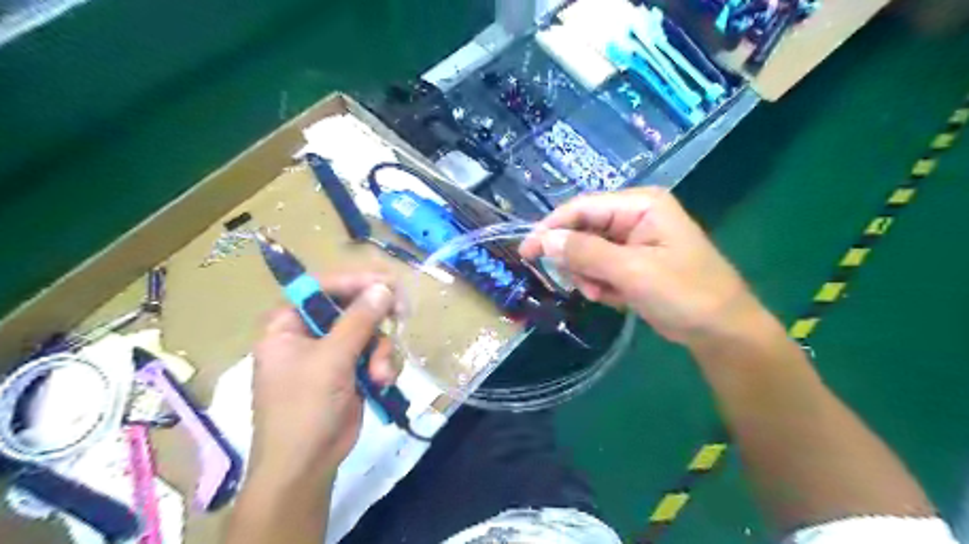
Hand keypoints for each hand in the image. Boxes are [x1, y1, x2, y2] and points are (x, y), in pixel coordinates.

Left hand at [252, 275, 400, 487]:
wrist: (307, 465)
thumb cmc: (305, 409)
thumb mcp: (331, 360)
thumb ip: (358, 321)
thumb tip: (383, 288)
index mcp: (288, 325)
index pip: (321, 287)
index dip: (354, 281)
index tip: (386, 283)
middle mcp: (310, 333)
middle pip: (350, 306)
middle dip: (376, 318)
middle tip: (402, 313)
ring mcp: (332, 352)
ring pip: (370, 331)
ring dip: (382, 350)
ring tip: (381, 374)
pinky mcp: (351, 370)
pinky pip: (376, 352)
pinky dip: (384, 364)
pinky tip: (383, 382)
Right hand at [523, 189, 764, 345]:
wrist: (721, 331)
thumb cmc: (685, 294)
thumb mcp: (633, 272)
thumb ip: (586, 253)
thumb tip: (543, 240)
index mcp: (641, 205)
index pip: (583, 207)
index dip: (551, 228)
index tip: (526, 252)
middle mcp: (635, 216)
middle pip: (583, 229)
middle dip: (577, 260)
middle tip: (584, 284)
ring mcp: (634, 240)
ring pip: (588, 251)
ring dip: (589, 275)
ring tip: (605, 294)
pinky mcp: (633, 262)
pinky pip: (600, 267)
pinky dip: (601, 284)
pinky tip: (615, 297)